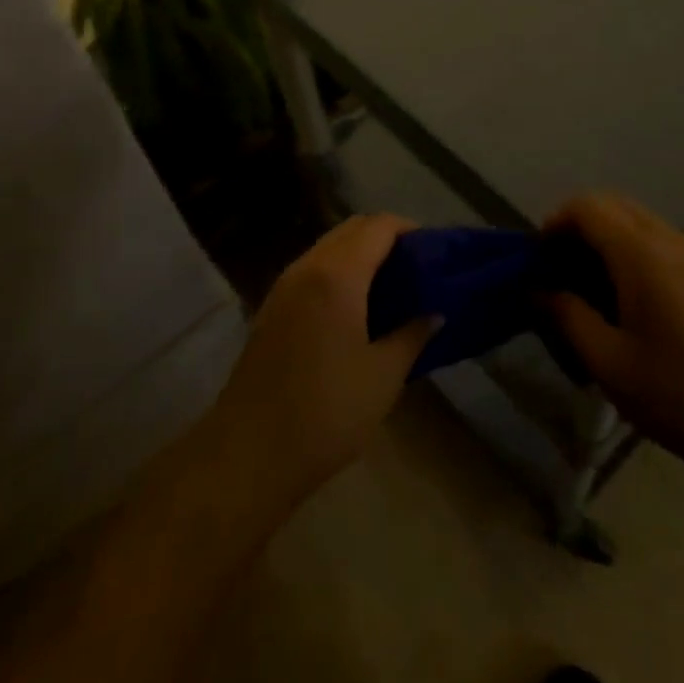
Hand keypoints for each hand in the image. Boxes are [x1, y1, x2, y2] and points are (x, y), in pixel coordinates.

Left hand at [210, 215, 435, 506]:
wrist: (249, 455)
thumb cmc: (326, 412)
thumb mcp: (384, 375)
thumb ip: (413, 335)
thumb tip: (434, 313)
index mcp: (338, 275)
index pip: (378, 227)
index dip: (409, 229)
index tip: (433, 251)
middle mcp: (307, 268)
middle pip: (351, 229)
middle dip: (385, 237)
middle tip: (415, 267)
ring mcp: (283, 287)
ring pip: (328, 247)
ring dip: (360, 253)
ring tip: (390, 287)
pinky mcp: (271, 309)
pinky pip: (311, 269)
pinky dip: (338, 271)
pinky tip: (355, 308)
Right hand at [542, 193, 683, 472]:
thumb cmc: (673, 392)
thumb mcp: (606, 360)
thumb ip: (566, 315)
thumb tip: (536, 288)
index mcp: (641, 254)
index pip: (589, 207)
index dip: (556, 222)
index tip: (540, 259)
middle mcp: (669, 239)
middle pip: (613, 204)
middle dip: (578, 225)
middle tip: (559, 269)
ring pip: (636, 219)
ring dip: (605, 236)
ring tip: (588, 284)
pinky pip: (657, 238)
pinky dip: (629, 248)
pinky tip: (625, 296)